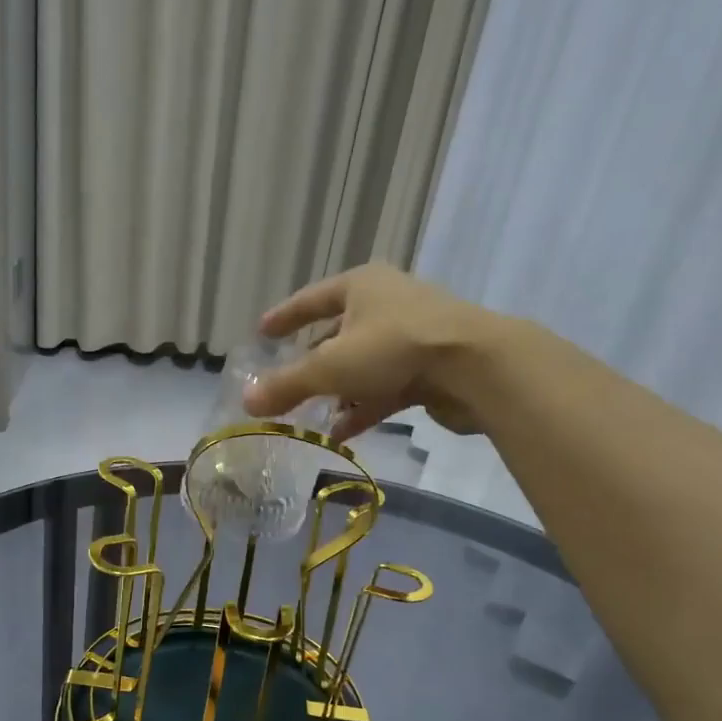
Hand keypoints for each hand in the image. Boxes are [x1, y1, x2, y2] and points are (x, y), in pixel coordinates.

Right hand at [242, 261, 506, 440]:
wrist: (476, 367)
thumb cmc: (394, 349)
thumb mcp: (330, 367)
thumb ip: (287, 385)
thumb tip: (246, 401)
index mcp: (361, 286)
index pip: (311, 299)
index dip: (284, 317)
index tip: (263, 332)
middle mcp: (387, 304)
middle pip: (338, 334)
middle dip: (312, 363)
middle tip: (287, 383)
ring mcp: (412, 336)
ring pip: (362, 365)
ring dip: (337, 392)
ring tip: (311, 418)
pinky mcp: (430, 368)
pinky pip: (385, 388)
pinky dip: (363, 408)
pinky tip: (342, 434)